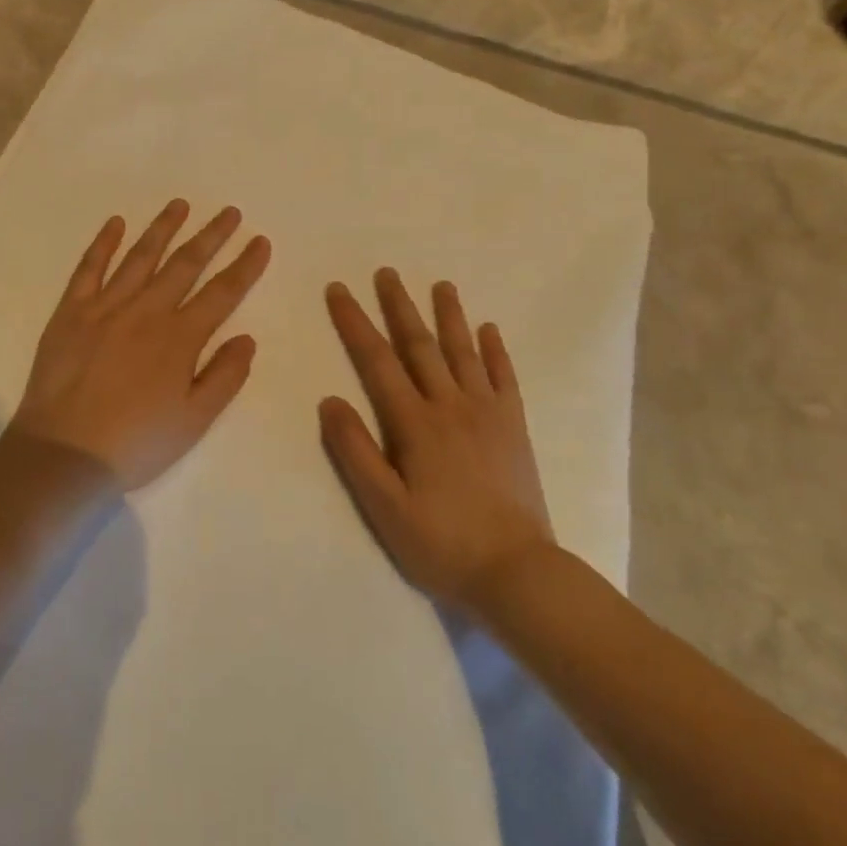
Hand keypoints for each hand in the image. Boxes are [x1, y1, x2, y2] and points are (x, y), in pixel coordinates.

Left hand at [9, 200, 270, 489]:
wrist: (63, 453)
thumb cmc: (135, 443)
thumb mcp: (194, 421)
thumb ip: (225, 376)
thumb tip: (247, 337)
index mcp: (180, 338)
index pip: (222, 293)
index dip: (244, 265)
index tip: (260, 240)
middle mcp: (147, 311)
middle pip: (185, 264)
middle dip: (211, 235)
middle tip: (230, 212)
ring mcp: (105, 307)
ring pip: (140, 256)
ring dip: (163, 228)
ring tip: (180, 205)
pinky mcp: (71, 311)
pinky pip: (89, 268)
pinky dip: (103, 243)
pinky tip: (116, 223)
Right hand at [321, 270, 555, 616]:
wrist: (517, 572)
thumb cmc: (441, 543)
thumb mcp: (384, 506)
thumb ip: (355, 451)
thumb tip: (329, 399)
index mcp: (415, 422)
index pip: (377, 361)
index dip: (355, 323)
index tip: (339, 290)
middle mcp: (450, 405)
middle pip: (420, 345)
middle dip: (399, 306)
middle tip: (386, 272)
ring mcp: (487, 413)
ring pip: (463, 352)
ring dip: (449, 316)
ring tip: (441, 285)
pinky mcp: (514, 427)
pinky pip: (504, 377)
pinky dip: (495, 351)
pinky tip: (489, 329)